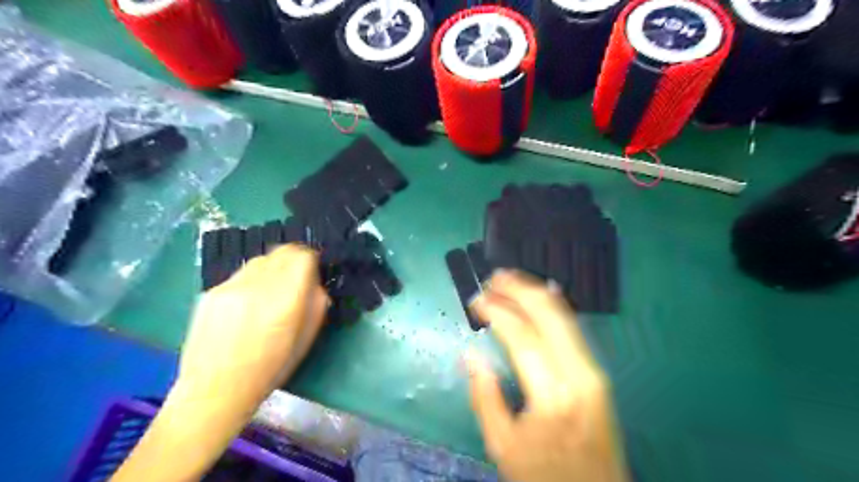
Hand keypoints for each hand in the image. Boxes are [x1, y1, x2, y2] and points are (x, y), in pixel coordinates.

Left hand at [176, 244, 328, 409]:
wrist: (215, 389)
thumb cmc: (271, 368)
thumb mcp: (307, 338)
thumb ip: (317, 303)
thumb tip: (315, 282)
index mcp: (286, 299)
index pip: (302, 256)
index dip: (311, 260)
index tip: (312, 272)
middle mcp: (257, 286)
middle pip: (281, 251)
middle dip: (293, 260)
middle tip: (295, 278)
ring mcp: (230, 287)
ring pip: (260, 260)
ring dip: (272, 268)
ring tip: (270, 292)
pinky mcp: (211, 292)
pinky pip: (240, 274)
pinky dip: (251, 281)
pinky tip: (247, 304)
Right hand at [468, 270, 628, 481]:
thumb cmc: (544, 474)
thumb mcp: (502, 445)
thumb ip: (484, 396)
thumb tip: (471, 353)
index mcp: (552, 394)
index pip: (522, 335)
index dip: (496, 310)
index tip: (476, 299)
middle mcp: (579, 373)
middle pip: (550, 314)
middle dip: (520, 288)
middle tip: (494, 277)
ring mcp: (594, 370)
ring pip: (565, 315)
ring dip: (536, 292)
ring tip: (509, 280)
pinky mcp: (597, 371)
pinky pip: (573, 328)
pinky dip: (552, 306)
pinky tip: (538, 296)